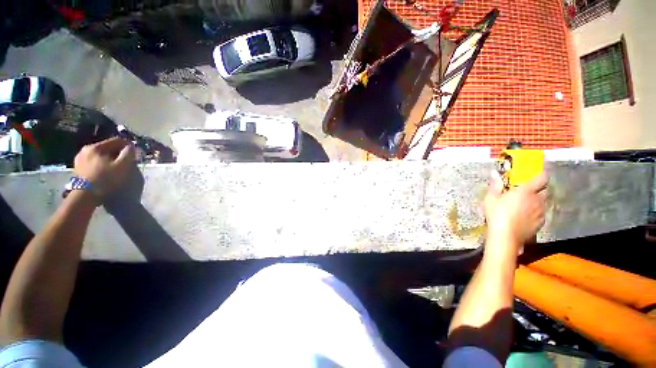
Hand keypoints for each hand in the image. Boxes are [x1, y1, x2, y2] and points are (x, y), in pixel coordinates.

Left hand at [73, 137, 135, 196]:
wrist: (84, 196)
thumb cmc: (105, 179)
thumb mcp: (122, 166)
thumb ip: (128, 154)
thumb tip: (131, 147)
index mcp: (96, 147)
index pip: (116, 141)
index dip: (128, 145)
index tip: (135, 152)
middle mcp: (86, 149)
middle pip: (107, 148)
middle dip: (118, 153)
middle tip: (126, 161)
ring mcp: (80, 159)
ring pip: (100, 155)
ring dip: (109, 159)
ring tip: (117, 167)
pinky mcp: (78, 168)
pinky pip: (94, 162)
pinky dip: (102, 165)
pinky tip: (106, 172)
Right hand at [484, 171, 547, 250]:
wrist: (505, 236)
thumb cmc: (497, 214)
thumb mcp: (491, 198)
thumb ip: (495, 185)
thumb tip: (494, 172)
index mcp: (526, 191)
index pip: (541, 178)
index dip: (542, 174)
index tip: (539, 173)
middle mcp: (537, 200)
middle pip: (545, 191)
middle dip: (540, 189)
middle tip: (529, 191)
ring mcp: (540, 213)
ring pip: (544, 203)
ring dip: (538, 201)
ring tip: (527, 204)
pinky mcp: (540, 223)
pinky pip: (541, 214)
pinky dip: (536, 212)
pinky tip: (526, 216)